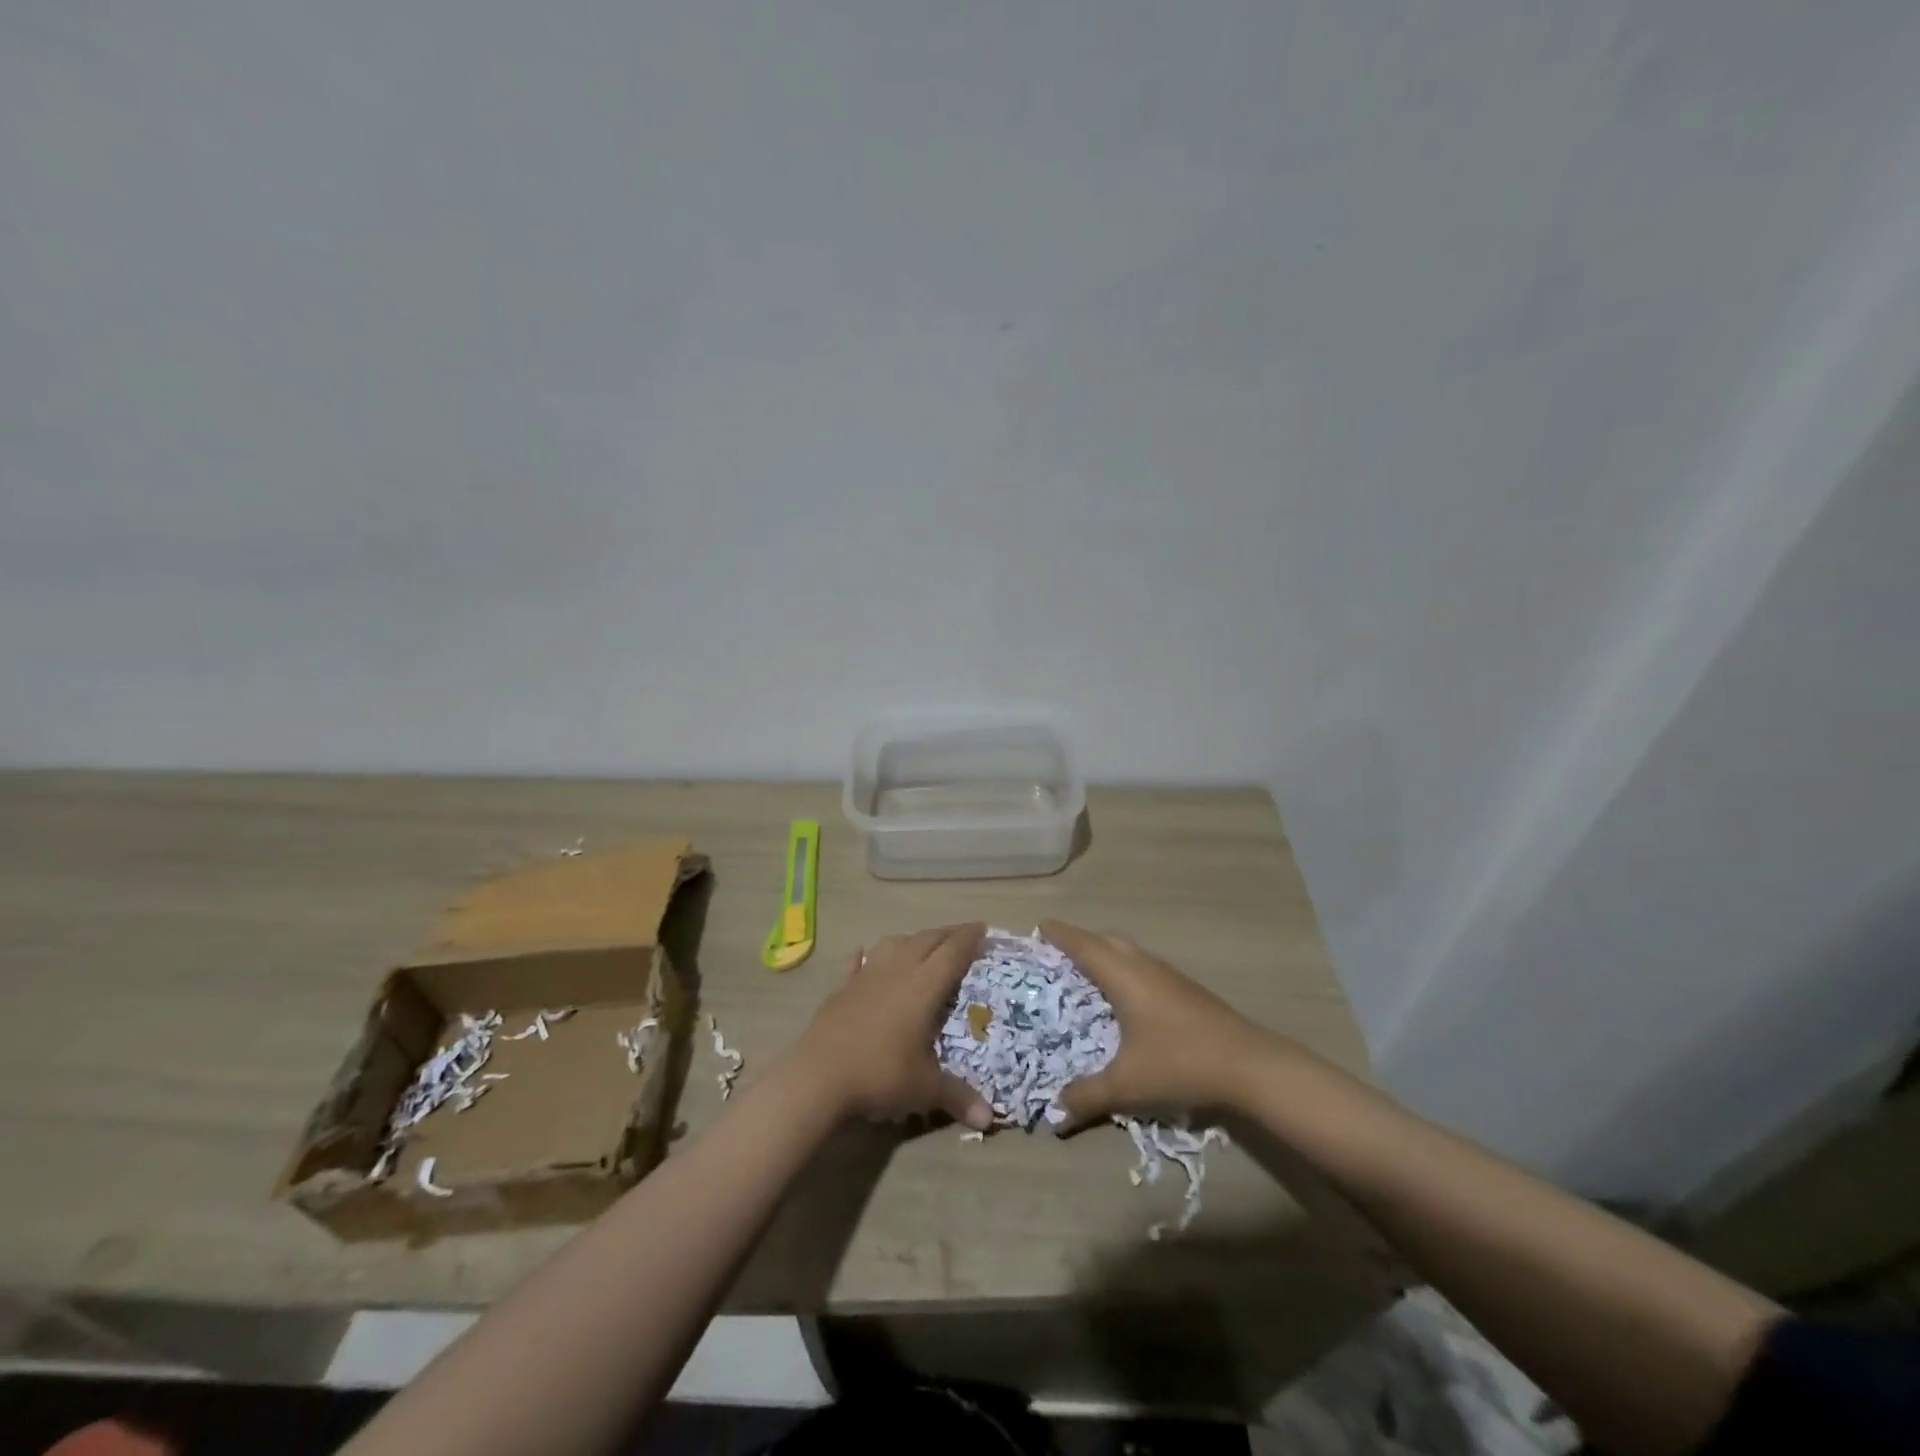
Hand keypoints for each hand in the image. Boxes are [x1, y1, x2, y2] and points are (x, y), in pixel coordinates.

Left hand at [796, 924, 995, 1128]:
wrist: (818, 1077)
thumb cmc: (880, 1075)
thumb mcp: (924, 1089)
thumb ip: (958, 1097)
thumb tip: (989, 1118)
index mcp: (923, 986)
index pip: (952, 952)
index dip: (970, 938)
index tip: (984, 928)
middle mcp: (897, 971)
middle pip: (926, 940)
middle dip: (947, 934)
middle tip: (963, 935)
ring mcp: (866, 976)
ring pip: (894, 943)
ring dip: (912, 940)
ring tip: (922, 945)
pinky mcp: (842, 988)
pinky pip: (857, 962)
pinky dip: (865, 955)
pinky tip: (863, 952)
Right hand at [1041, 920, 1278, 1130]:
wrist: (1249, 1065)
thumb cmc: (1180, 1063)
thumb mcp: (1127, 1085)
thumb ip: (1087, 1097)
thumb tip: (1053, 1115)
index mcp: (1123, 975)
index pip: (1082, 944)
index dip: (1059, 934)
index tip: (1039, 926)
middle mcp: (1143, 965)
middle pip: (1105, 940)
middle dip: (1080, 941)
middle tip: (1058, 954)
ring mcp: (1168, 975)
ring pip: (1128, 952)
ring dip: (1105, 954)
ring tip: (1087, 973)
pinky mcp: (1185, 989)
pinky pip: (1143, 966)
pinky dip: (1124, 969)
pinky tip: (1126, 998)